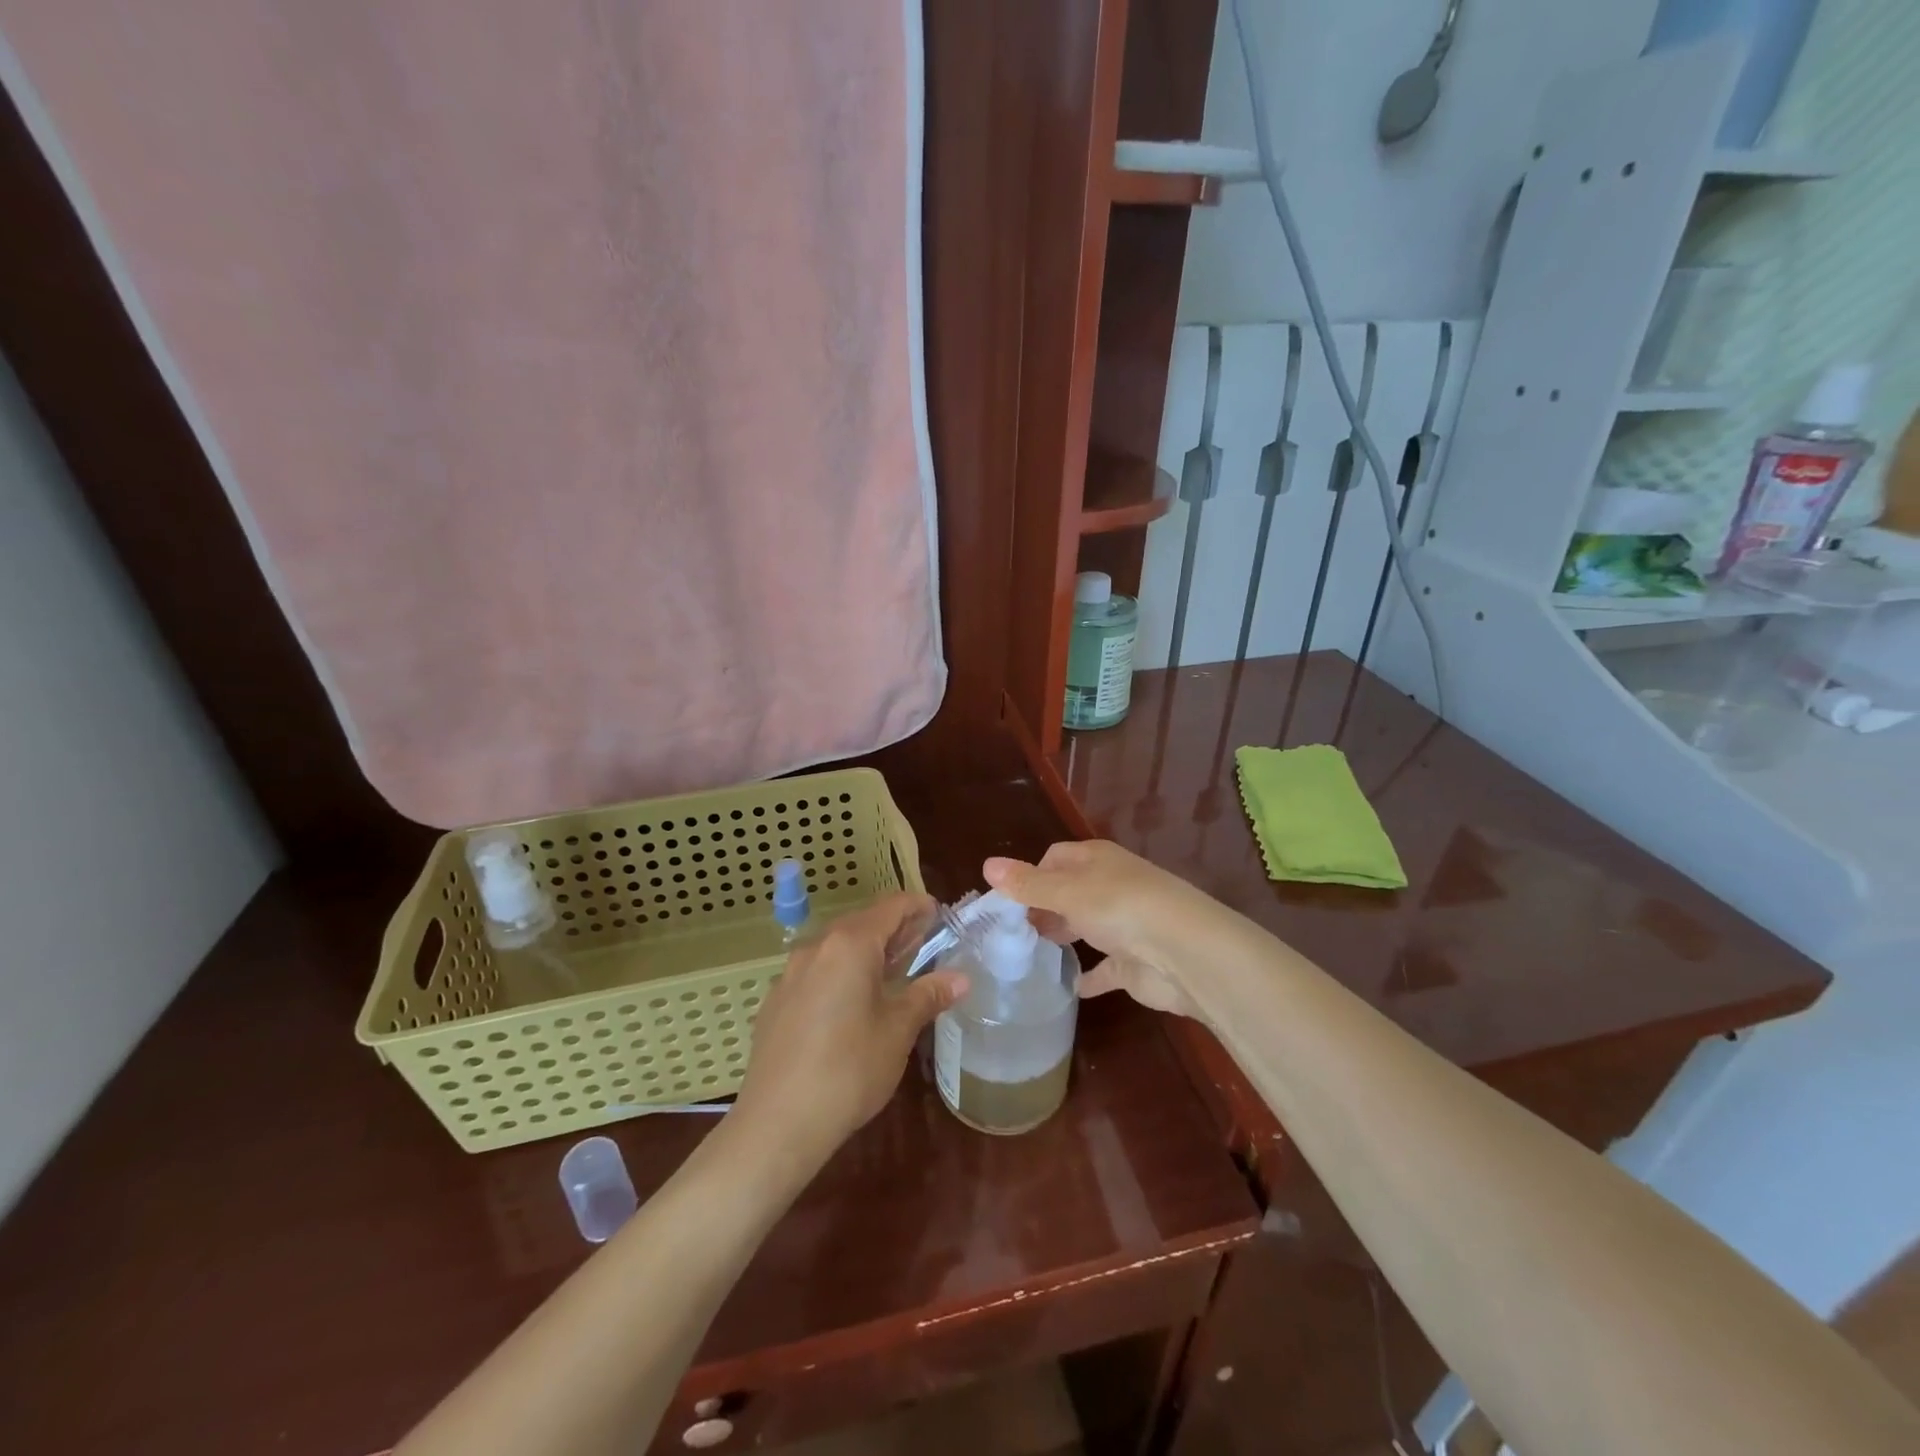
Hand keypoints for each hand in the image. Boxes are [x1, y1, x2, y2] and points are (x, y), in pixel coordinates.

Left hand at [730, 893, 967, 1166]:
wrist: (777, 1123)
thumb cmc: (849, 1070)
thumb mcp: (898, 1031)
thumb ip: (927, 995)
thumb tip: (960, 978)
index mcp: (850, 945)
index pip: (891, 907)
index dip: (918, 907)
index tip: (941, 916)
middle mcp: (816, 947)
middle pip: (862, 922)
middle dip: (895, 930)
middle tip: (925, 946)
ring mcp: (790, 973)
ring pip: (837, 947)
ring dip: (867, 951)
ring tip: (893, 973)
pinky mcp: (776, 1001)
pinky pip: (817, 971)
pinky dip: (842, 972)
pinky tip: (852, 1004)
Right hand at [984, 841, 1221, 1020]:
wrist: (1184, 953)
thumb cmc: (1121, 908)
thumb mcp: (1067, 892)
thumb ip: (1027, 884)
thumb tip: (986, 864)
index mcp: (1096, 860)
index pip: (1055, 858)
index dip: (1030, 875)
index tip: (1006, 901)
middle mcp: (1110, 887)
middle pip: (1068, 892)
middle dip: (1041, 907)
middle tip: (1010, 931)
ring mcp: (1123, 925)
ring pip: (1084, 926)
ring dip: (1061, 935)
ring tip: (1027, 953)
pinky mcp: (1132, 963)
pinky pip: (1103, 969)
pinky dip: (1087, 976)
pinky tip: (1066, 986)